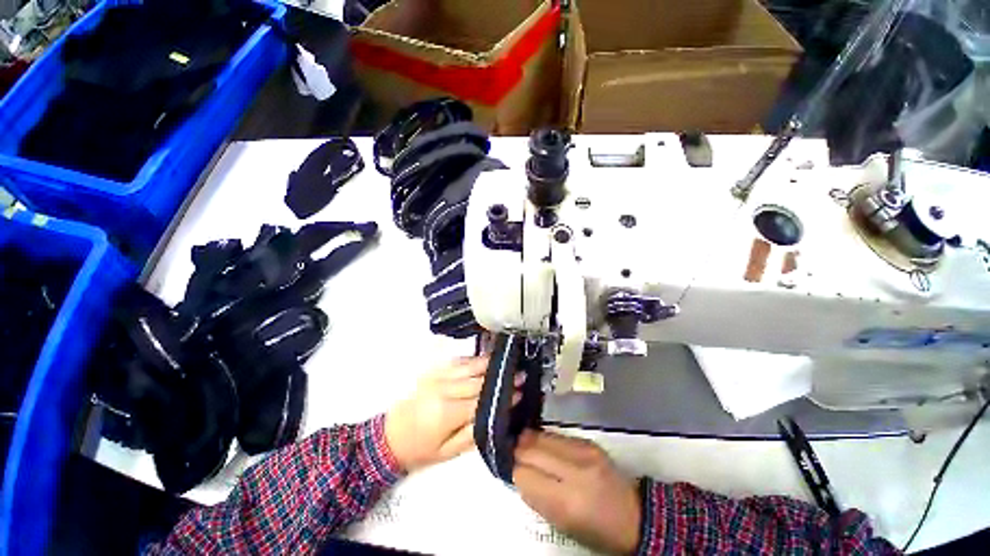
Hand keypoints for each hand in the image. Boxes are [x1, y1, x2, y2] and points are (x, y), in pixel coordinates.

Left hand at [385, 356, 520, 471]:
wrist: (389, 437)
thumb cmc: (420, 449)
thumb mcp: (448, 452)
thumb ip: (474, 433)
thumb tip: (496, 415)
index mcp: (446, 411)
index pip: (480, 400)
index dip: (501, 395)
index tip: (519, 390)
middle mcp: (443, 388)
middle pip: (477, 379)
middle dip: (499, 377)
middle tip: (519, 373)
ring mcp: (437, 376)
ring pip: (469, 366)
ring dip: (489, 363)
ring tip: (507, 361)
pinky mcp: (434, 371)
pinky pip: (458, 362)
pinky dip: (474, 360)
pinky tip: (486, 359)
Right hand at [514, 430, 641, 555]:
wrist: (633, 515)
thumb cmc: (595, 529)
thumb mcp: (562, 524)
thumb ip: (536, 497)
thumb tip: (518, 473)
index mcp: (567, 501)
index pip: (524, 474)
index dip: (514, 471)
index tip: (512, 471)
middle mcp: (574, 470)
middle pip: (530, 449)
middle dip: (518, 451)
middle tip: (513, 455)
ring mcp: (583, 451)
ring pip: (541, 436)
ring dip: (530, 441)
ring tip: (527, 448)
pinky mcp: (589, 441)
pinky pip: (556, 434)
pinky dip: (545, 439)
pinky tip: (546, 447)